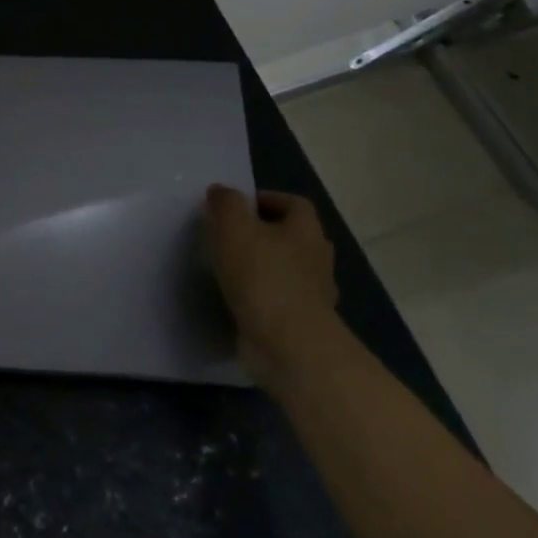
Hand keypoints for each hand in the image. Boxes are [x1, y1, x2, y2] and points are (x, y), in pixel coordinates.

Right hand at [204, 185, 343, 385]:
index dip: (267, 199)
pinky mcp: (299, 323)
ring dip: (261, 266)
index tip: (235, 206)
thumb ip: (226, 204)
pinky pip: (278, 300)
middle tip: (228, 236)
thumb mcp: (234, 228)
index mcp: (306, 231)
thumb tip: (221, 191)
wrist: (288, 345)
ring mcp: (312, 294)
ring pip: (285, 270)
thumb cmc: (263, 277)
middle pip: (291, 237)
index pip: (294, 203)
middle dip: (262, 233)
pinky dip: (259, 296)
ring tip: (226, 268)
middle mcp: (316, 259)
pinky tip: (235, 299)